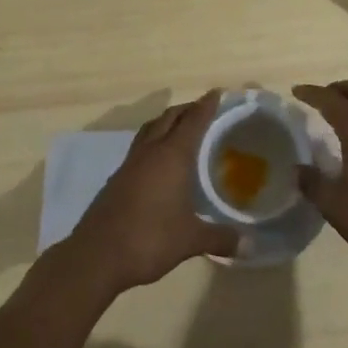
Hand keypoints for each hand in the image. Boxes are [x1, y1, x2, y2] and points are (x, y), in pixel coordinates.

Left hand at [68, 91, 236, 293]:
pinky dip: (153, 141)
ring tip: (181, 128)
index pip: (194, 120)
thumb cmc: (150, 238)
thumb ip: (221, 238)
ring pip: (151, 128)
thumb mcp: (191, 240)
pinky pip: (140, 146)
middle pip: (170, 117)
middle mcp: (151, 150)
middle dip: (187, 109)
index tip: (218, 93)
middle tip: (204, 110)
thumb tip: (250, 245)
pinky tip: (159, 161)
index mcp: (172, 155)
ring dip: (167, 122)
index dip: (207, 105)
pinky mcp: (117, 177)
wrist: (97, 255)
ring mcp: (131, 162)